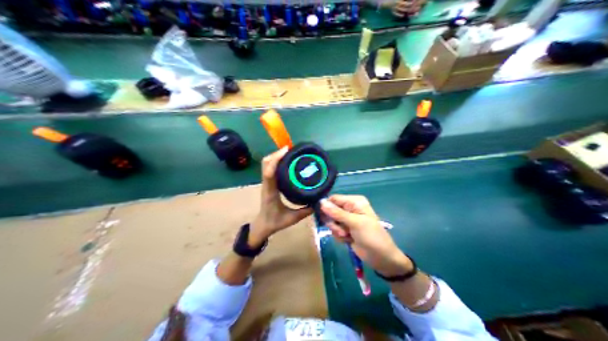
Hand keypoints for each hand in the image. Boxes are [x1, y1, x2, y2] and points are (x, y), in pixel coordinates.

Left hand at [248, 147, 313, 247]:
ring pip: (266, 164)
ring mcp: (266, 183)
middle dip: (276, 154)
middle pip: (265, 163)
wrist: (263, 225)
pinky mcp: (268, 183)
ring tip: (290, 153)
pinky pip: (269, 168)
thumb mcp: (292, 218)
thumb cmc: (275, 222)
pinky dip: (276, 161)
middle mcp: (267, 185)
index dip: (276, 160)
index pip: (269, 173)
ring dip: (275, 156)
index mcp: (271, 192)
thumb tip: (318, 202)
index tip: (286, 150)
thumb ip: (305, 211)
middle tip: (291, 150)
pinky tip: (287, 161)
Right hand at [318, 194, 413, 276]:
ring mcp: (348, 221)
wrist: (381, 257)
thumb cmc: (371, 236)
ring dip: (337, 231)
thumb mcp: (355, 223)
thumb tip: (321, 202)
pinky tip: (348, 240)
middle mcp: (350, 209)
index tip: (324, 217)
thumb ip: (337, 213)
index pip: (334, 199)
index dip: (327, 207)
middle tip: (341, 229)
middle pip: (330, 211)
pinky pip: (335, 231)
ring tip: (347, 236)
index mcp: (354, 202)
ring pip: (331, 222)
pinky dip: (339, 237)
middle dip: (333, 222)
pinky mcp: (346, 231)